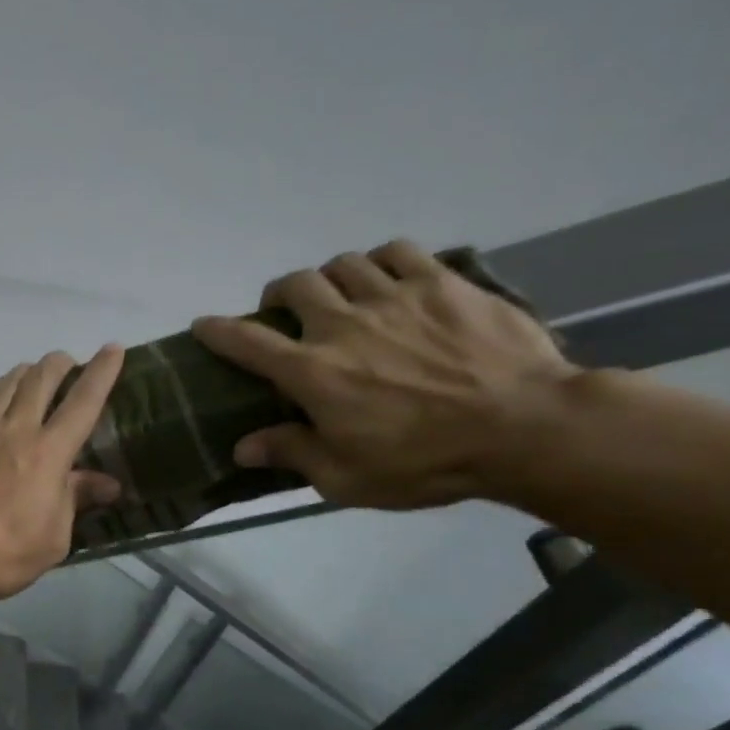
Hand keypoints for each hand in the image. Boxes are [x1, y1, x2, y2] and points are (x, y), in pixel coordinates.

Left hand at [0, 346, 125, 600]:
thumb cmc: (2, 553)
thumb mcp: (53, 538)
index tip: (113, 349)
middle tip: (69, 364)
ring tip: (34, 375)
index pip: (83, 402)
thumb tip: (108, 483)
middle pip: (41, 379)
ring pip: (6, 383)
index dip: (102, 373)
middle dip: (60, 364)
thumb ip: (75, 500)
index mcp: (48, 453)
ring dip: (26, 372)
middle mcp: (14, 429)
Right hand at [192, 242, 578, 508]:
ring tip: (339, 294)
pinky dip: (381, 261)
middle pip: (295, 285)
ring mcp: (394, 297)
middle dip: (279, 294)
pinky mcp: (442, 284)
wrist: (527, 428)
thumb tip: (242, 448)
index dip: (217, 331)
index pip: (246, 342)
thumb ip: (292, 454)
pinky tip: (387, 277)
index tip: (202, 325)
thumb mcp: (346, 477)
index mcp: (313, 372)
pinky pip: (398, 252)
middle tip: (285, 311)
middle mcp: (343, 325)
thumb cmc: (426, 461)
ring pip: (343, 263)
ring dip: (331, 277)